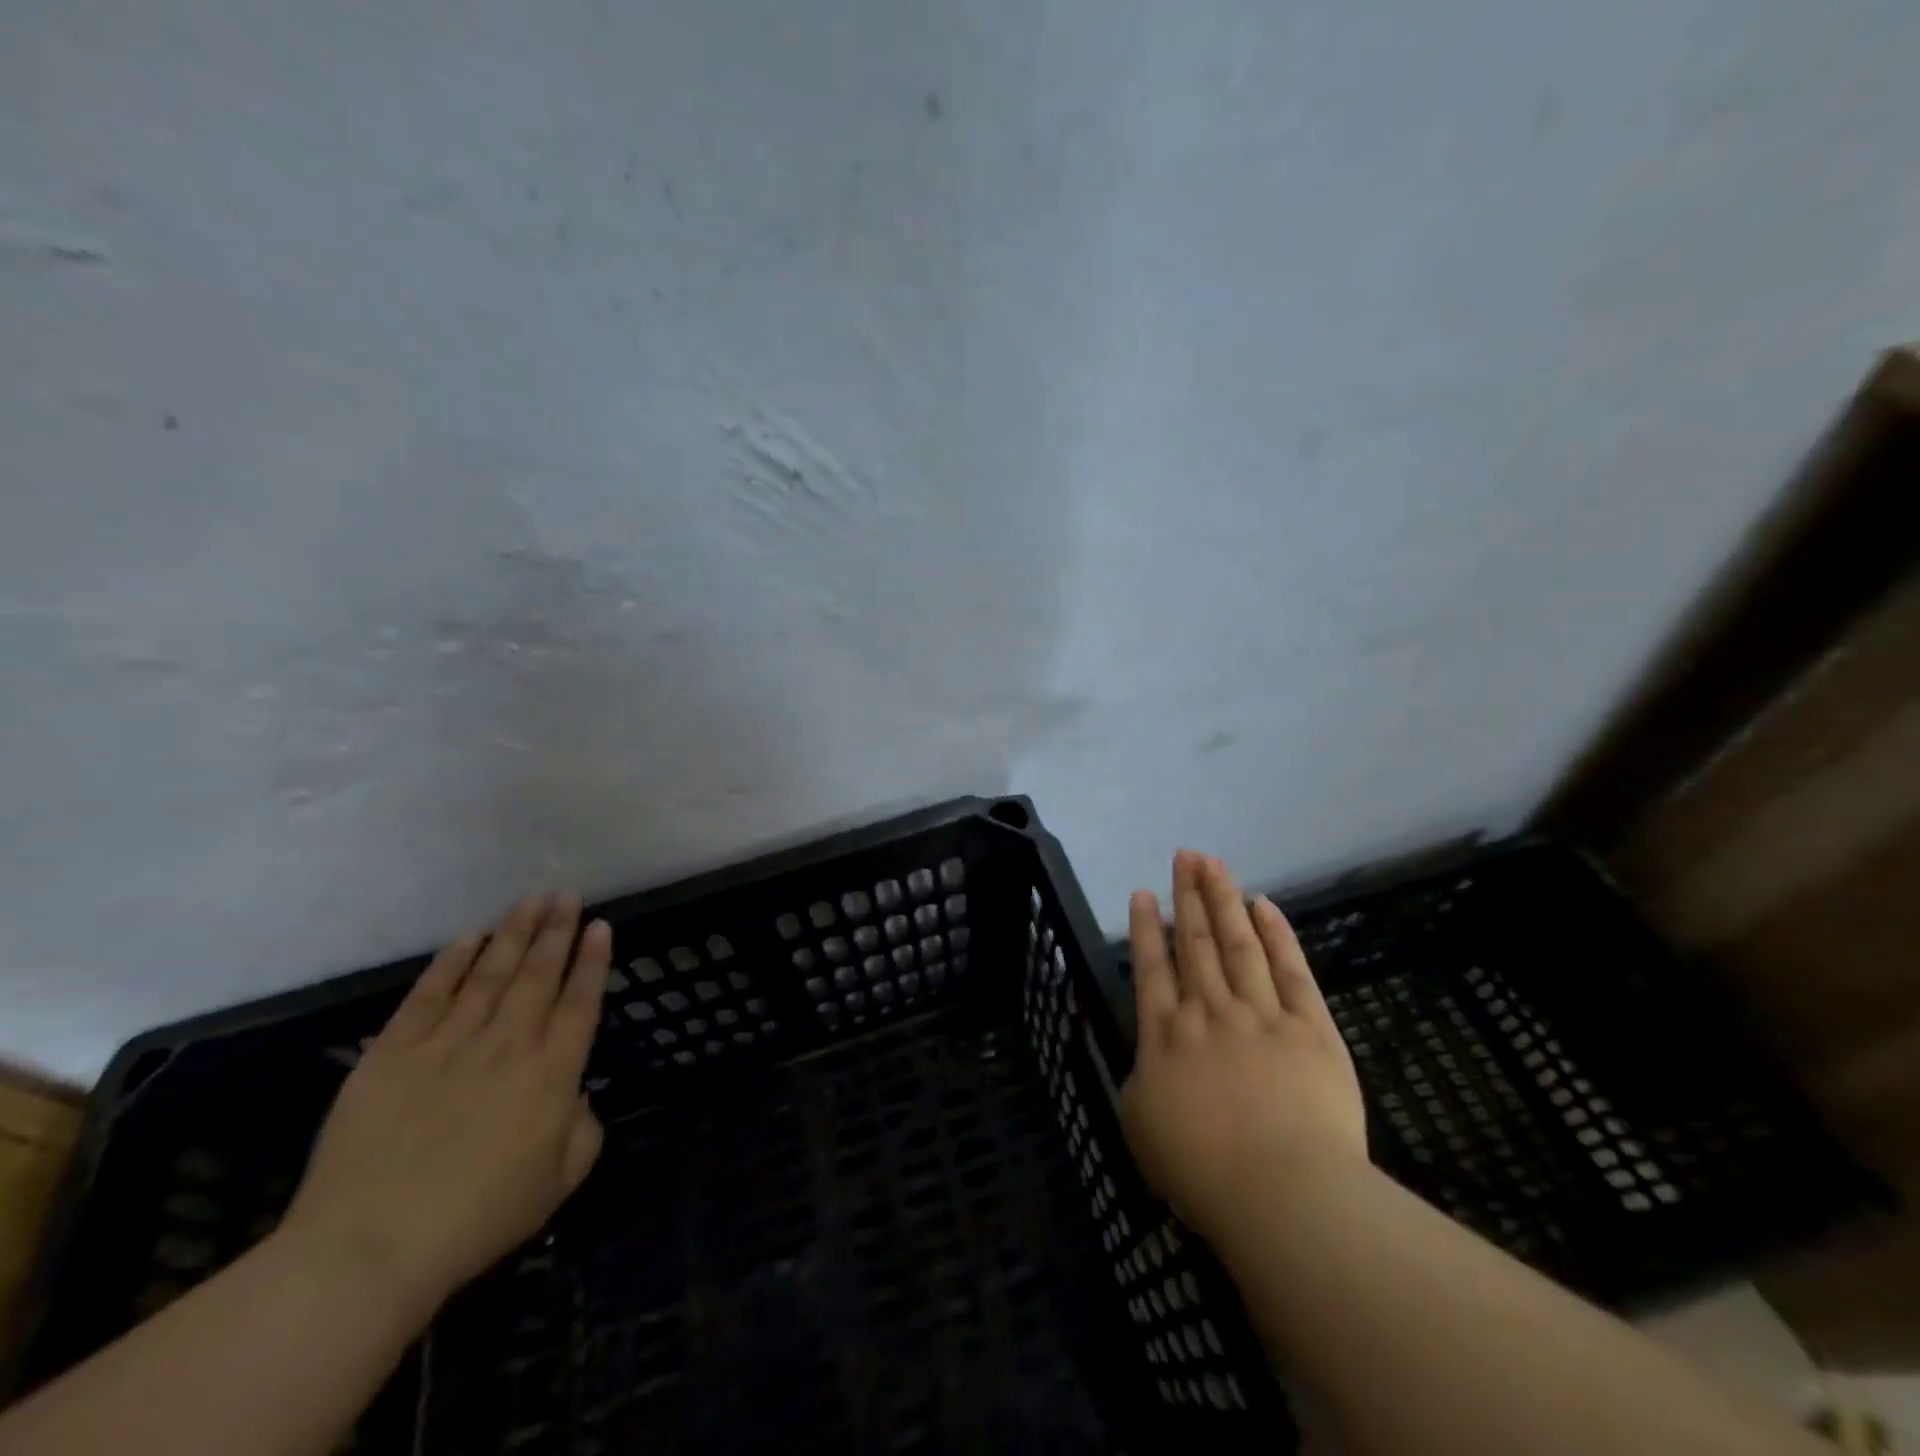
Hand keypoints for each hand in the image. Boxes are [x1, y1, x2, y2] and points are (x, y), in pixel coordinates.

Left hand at [280, 894, 611, 1314]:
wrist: (368, 1248)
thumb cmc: (478, 1219)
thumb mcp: (558, 1183)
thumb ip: (583, 1130)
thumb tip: (575, 1096)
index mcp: (552, 1074)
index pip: (580, 1002)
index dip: (592, 961)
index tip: (599, 925)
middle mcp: (508, 1044)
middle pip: (538, 975)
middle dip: (556, 930)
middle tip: (566, 895)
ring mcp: (448, 1044)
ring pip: (489, 973)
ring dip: (513, 933)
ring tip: (530, 900)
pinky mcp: (393, 1054)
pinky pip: (428, 995)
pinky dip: (450, 962)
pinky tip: (469, 937)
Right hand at [1119, 851, 1367, 1252]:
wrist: (1284, 1194)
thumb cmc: (1203, 1171)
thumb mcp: (1141, 1126)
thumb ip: (1139, 1080)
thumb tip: (1146, 1054)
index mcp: (1167, 1035)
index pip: (1153, 968)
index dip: (1148, 927)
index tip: (1145, 892)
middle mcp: (1209, 1011)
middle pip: (1196, 942)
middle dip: (1188, 895)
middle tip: (1184, 855)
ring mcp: (1261, 1014)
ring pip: (1238, 943)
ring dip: (1224, 900)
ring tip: (1212, 863)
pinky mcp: (1310, 1027)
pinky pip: (1291, 970)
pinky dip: (1277, 935)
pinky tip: (1265, 905)